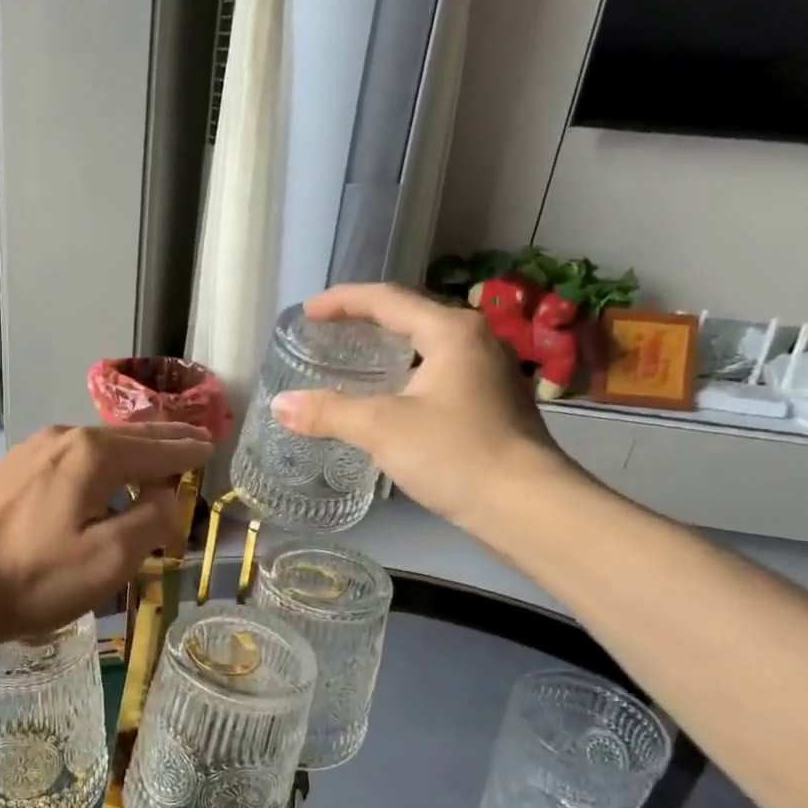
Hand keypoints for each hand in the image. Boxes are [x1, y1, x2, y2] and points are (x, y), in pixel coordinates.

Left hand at [0, 423, 213, 647]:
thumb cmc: (35, 577)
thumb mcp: (109, 559)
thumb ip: (151, 522)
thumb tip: (168, 496)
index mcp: (93, 454)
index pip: (157, 448)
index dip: (188, 450)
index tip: (212, 447)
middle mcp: (63, 438)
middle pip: (127, 436)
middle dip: (164, 439)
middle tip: (195, 437)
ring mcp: (31, 451)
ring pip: (97, 444)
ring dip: (131, 451)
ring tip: (154, 458)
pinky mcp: (11, 470)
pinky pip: (71, 456)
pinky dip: (100, 461)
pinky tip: (101, 475)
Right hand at [271, 283, 574, 537]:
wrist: (527, 507)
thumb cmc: (455, 454)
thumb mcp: (382, 429)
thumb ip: (328, 412)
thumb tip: (280, 405)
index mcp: (452, 332)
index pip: (387, 300)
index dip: (343, 301)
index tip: (308, 312)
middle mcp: (476, 341)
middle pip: (411, 317)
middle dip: (367, 321)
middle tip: (328, 333)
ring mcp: (490, 373)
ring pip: (428, 347)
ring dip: (389, 349)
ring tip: (354, 362)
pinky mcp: (493, 405)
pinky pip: (439, 374)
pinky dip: (407, 375)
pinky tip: (391, 399)